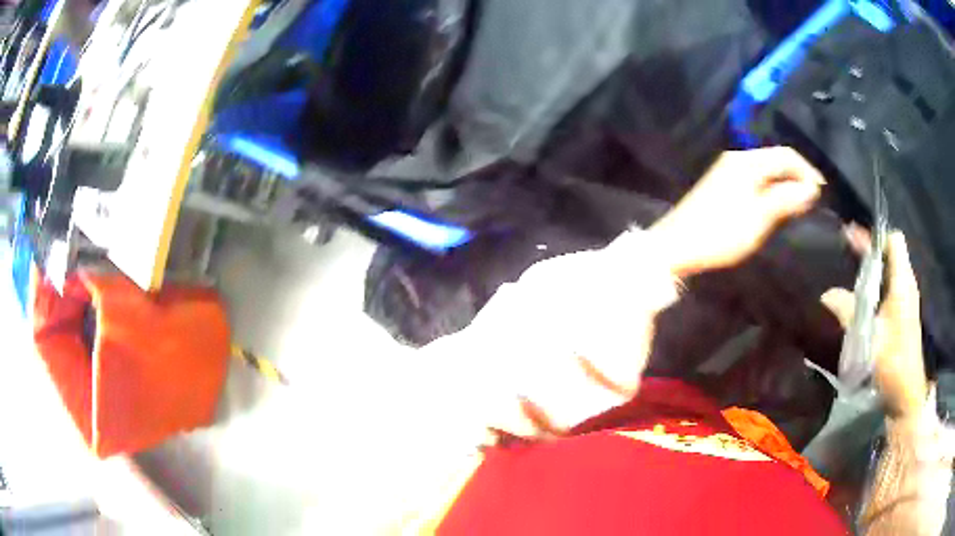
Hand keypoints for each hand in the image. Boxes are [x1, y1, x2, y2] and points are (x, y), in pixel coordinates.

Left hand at [650, 147, 824, 276]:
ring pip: (768, 170)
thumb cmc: (721, 232)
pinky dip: (773, 188)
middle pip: (777, 160)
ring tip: (803, 203)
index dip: (808, 171)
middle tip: (816, 199)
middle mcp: (738, 158)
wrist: (677, 245)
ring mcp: (729, 170)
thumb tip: (812, 188)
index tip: (824, 192)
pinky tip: (780, 204)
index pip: (787, 155)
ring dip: (787, 183)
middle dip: (799, 176)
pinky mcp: (724, 184)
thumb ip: (786, 199)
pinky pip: (758, 179)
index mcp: (748, 161)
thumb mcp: (760, 218)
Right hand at [821, 232, 927, 416]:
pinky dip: (876, 285)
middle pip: (890, 253)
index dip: (876, 236)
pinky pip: (889, 287)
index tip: (854, 240)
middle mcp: (907, 284)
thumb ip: (849, 312)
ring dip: (872, 268)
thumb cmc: (893, 362)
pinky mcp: (903, 314)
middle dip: (870, 249)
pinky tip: (861, 297)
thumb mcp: (869, 338)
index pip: (894, 240)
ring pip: (889, 270)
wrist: (906, 393)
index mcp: (903, 282)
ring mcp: (906, 300)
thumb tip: (826, 294)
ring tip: (850, 271)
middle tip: (845, 247)